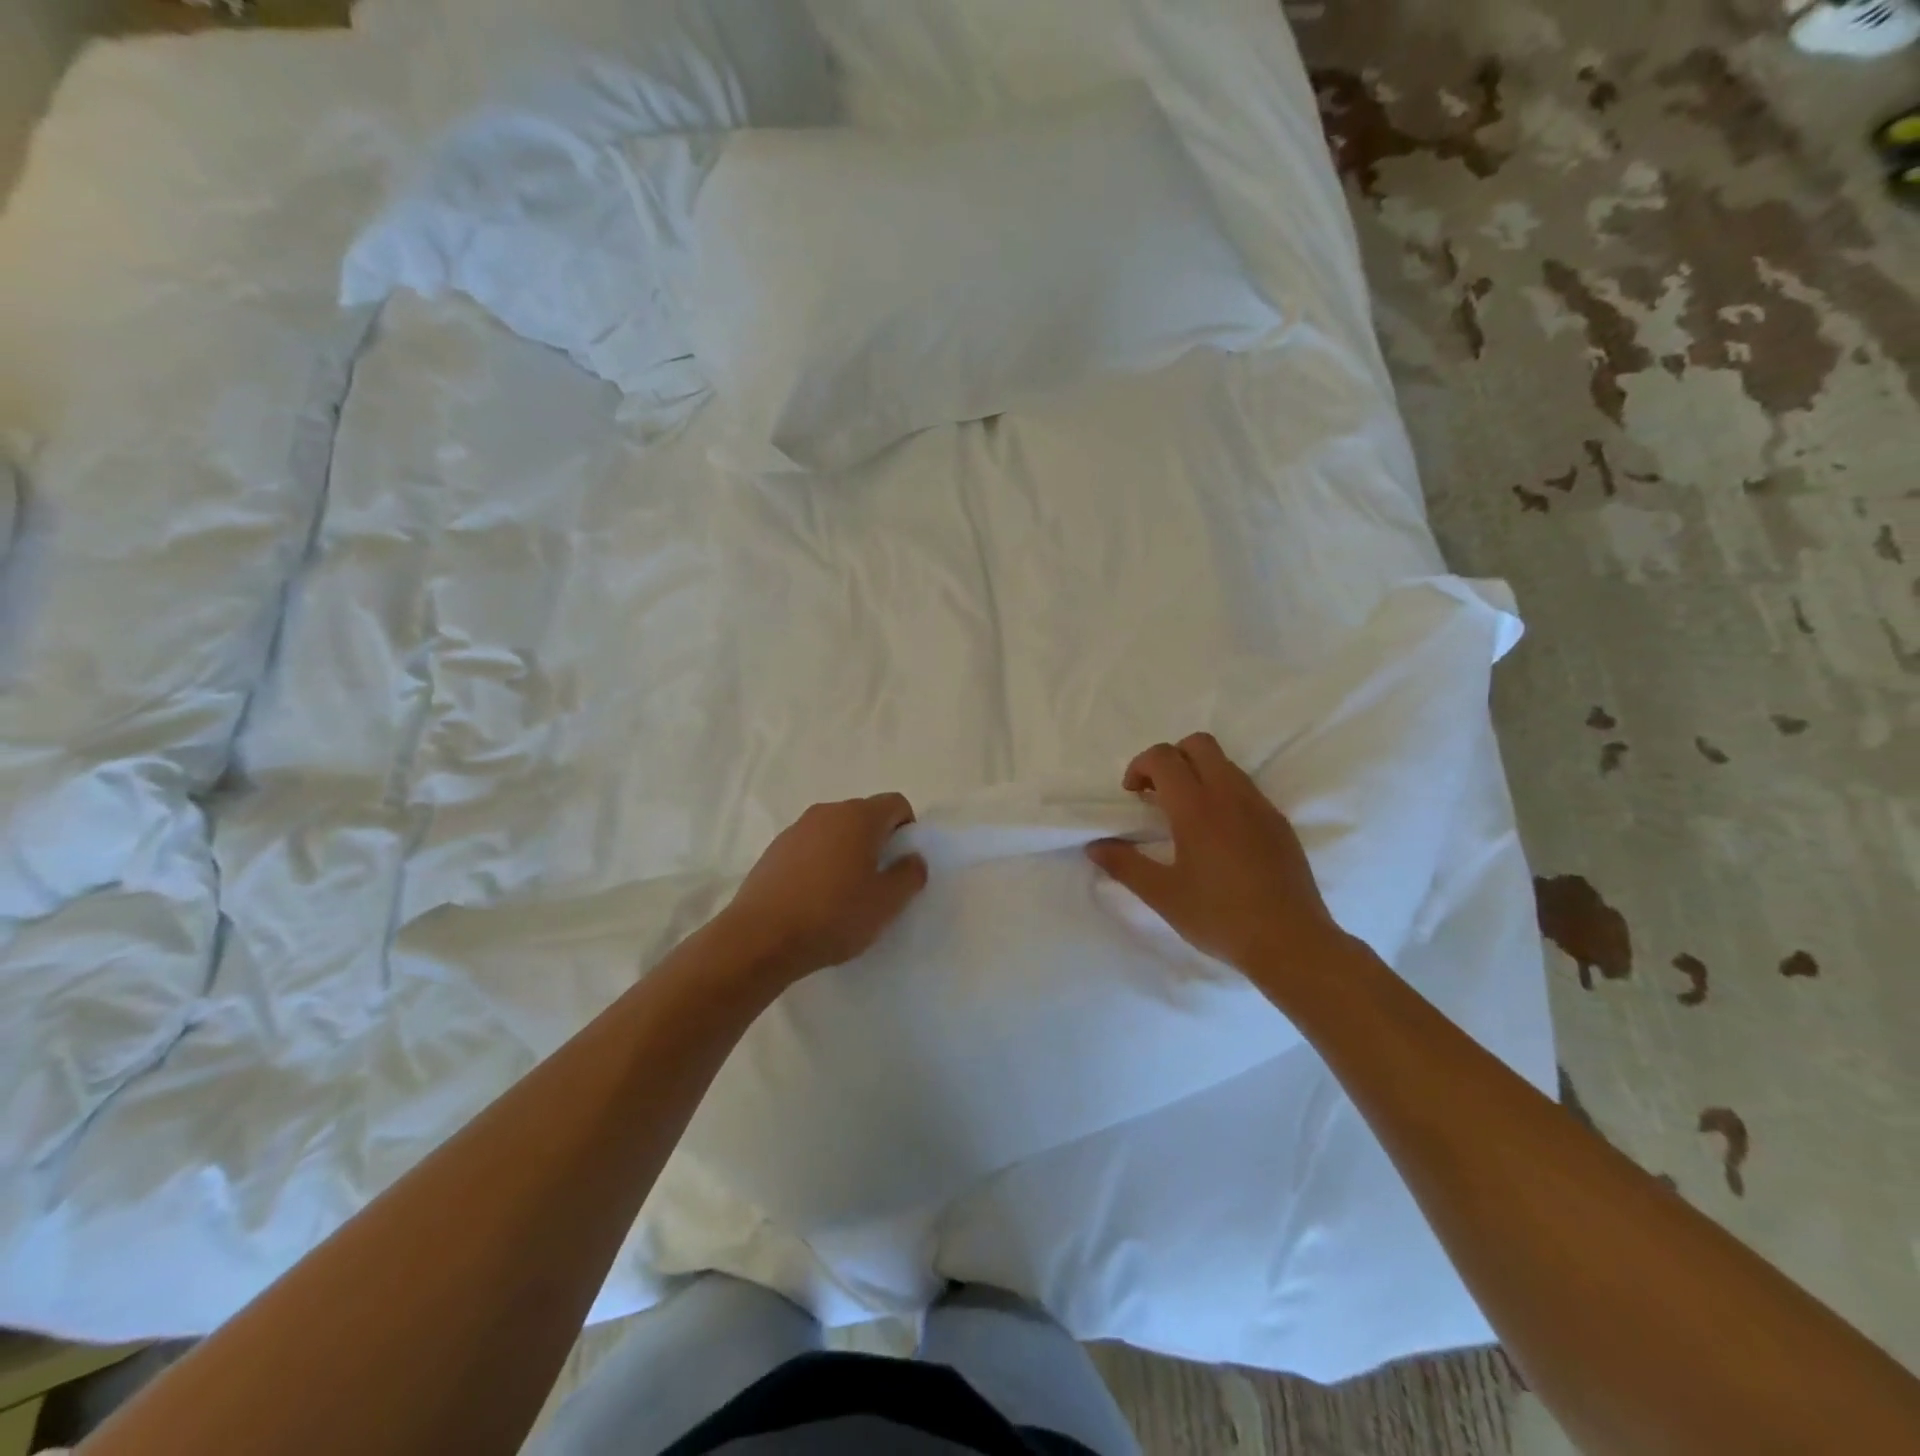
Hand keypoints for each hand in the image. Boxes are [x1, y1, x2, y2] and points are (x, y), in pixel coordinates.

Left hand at [720, 794, 928, 982]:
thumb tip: (913, 858)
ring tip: (844, 892)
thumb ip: (909, 875)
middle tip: (878, 881)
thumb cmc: (833, 915)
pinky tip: (814, 898)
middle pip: (864, 815)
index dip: (907, 829)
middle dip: (877, 841)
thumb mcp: (886, 903)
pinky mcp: (774, 850)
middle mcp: (827, 812)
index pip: (896, 804)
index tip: (902, 862)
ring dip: (847, 852)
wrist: (760, 938)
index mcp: (859, 817)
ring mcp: (796, 829)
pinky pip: (810, 847)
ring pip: (835, 831)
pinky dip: (820, 863)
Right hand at [1086, 733, 1346, 978]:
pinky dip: (1223, 793)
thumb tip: (1095, 847)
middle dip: (1171, 758)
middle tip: (1157, 794)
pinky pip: (1245, 788)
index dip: (1140, 766)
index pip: (1163, 757)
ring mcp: (1260, 806)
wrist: (1291, 942)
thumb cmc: (1219, 916)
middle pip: (1198, 744)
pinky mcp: (1279, 823)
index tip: (1132, 795)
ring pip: (1225, 764)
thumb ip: (1125, 865)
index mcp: (1196, 806)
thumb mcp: (1162, 894)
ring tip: (1185, 816)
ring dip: (1198, 773)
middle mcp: (1230, 794)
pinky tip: (1218, 836)